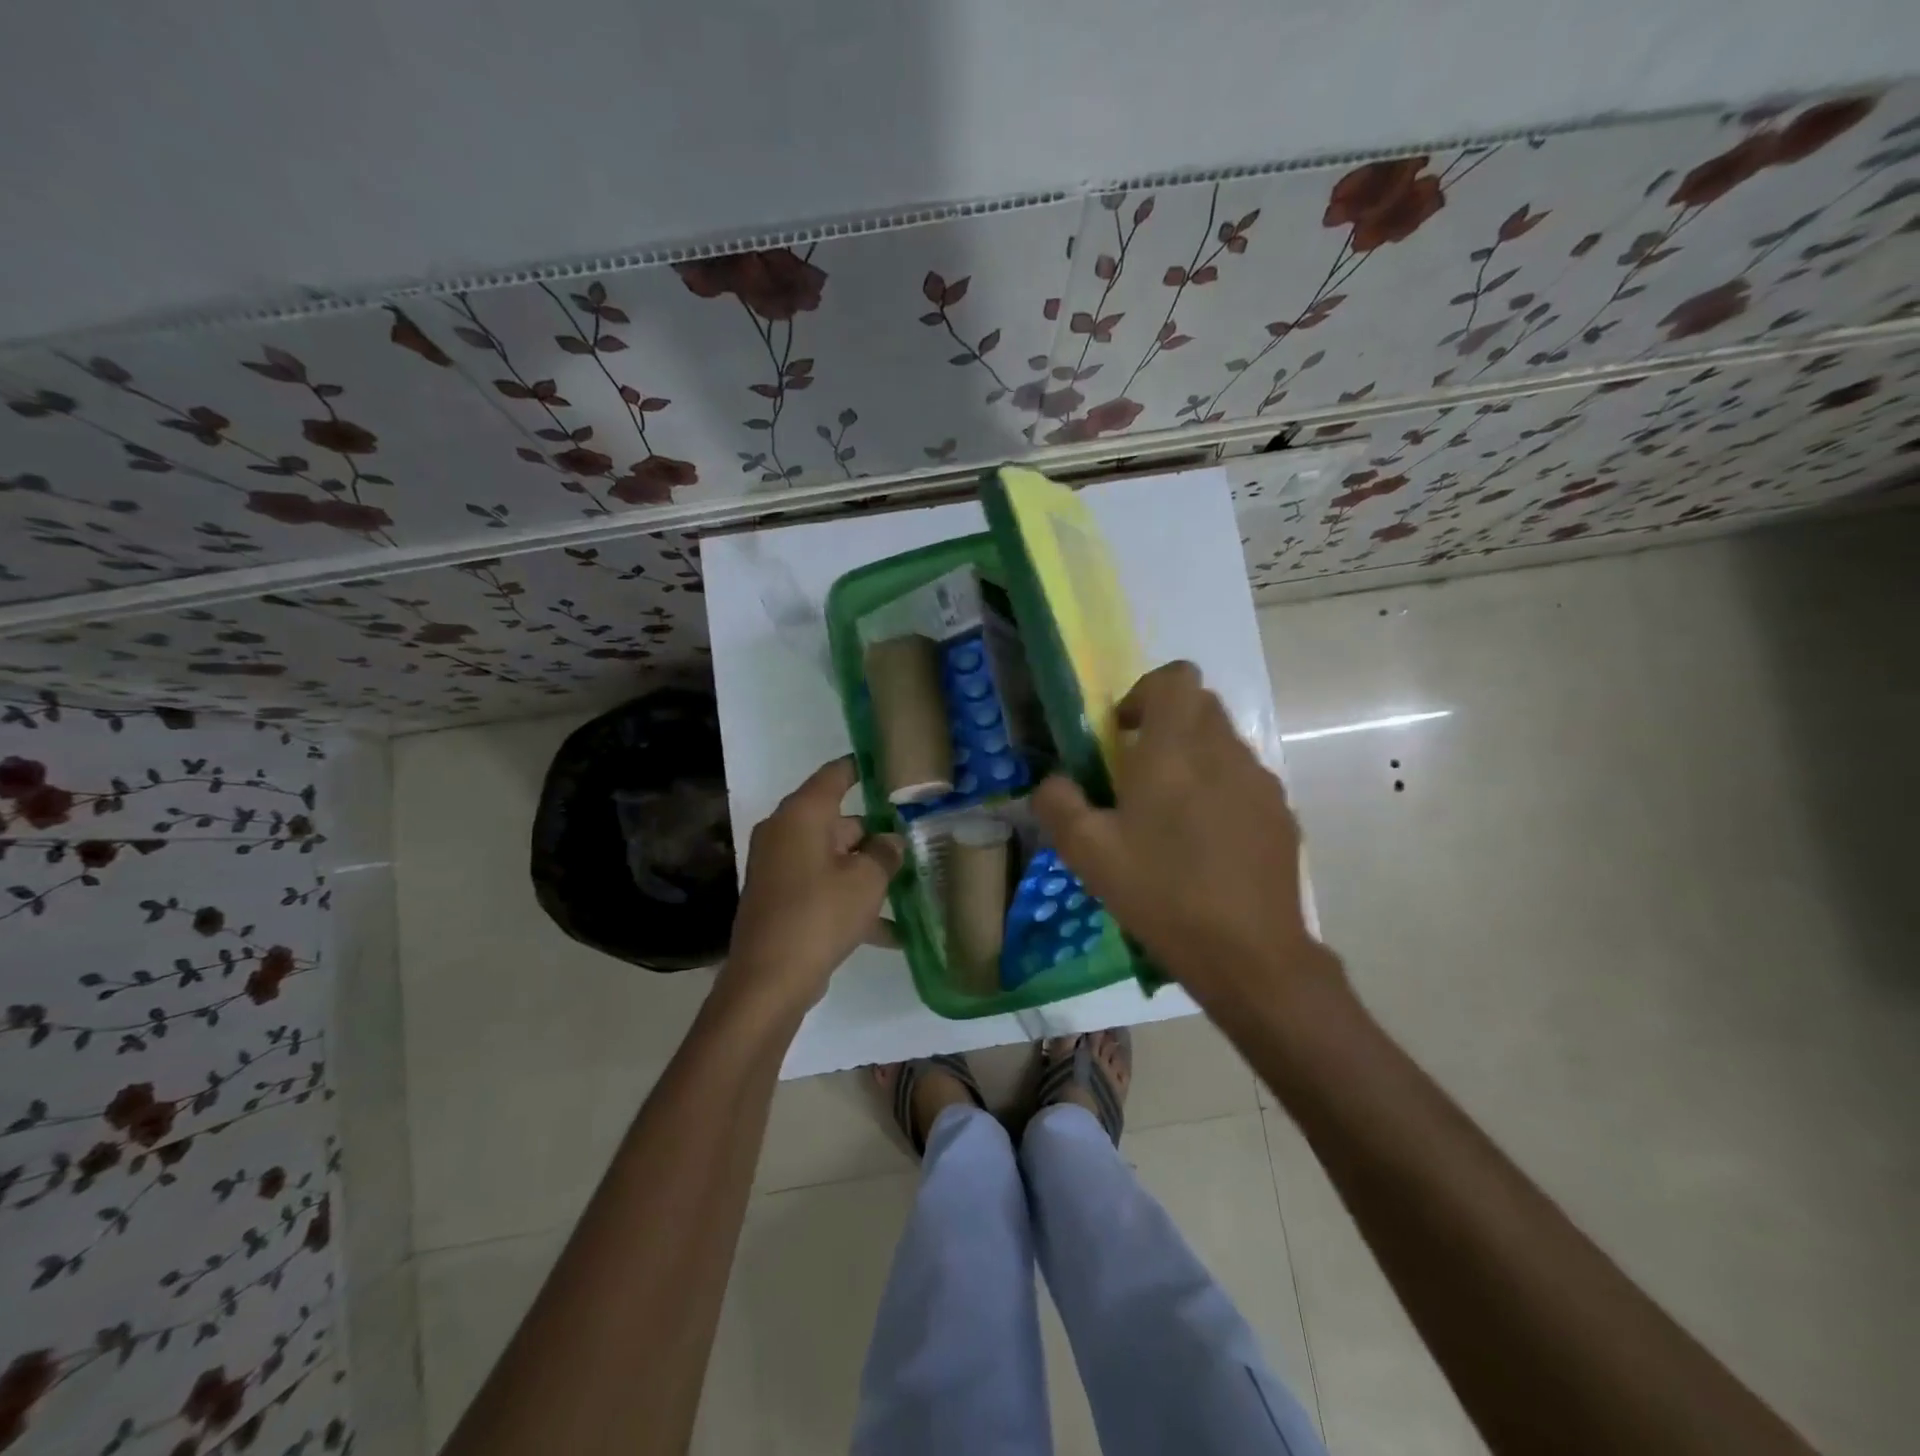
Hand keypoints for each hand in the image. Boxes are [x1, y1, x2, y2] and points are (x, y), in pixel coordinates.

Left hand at [720, 757, 903, 1016]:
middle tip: (916, 838)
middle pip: (839, 821)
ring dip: (868, 872)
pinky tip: (891, 932)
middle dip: (876, 833)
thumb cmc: (820, 915)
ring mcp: (780, 867)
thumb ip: (885, 853)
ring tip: (910, 885)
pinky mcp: (781, 899)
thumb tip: (890, 841)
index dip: (863, 767)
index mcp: (802, 815)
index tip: (890, 764)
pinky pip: (824, 887)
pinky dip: (851, 900)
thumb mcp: (867, 881)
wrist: (769, 980)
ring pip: (834, 857)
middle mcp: (786, 833)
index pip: (836, 775)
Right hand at [1032, 661, 1334, 1011]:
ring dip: (1193, 760)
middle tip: (1136, 775)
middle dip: (1166, 725)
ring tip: (1169, 818)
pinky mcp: (1281, 815)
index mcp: (1175, 748)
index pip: (1176, 677)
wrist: (1250, 954)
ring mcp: (1261, 783)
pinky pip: (1244, 782)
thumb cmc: (1161, 893)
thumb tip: (1053, 781)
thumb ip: (1058, 803)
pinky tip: (1205, 847)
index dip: (1145, 692)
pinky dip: (1220, 792)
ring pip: (1223, 744)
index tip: (1122, 734)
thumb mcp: (1087, 852)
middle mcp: (1225, 751)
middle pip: (1200, 706)